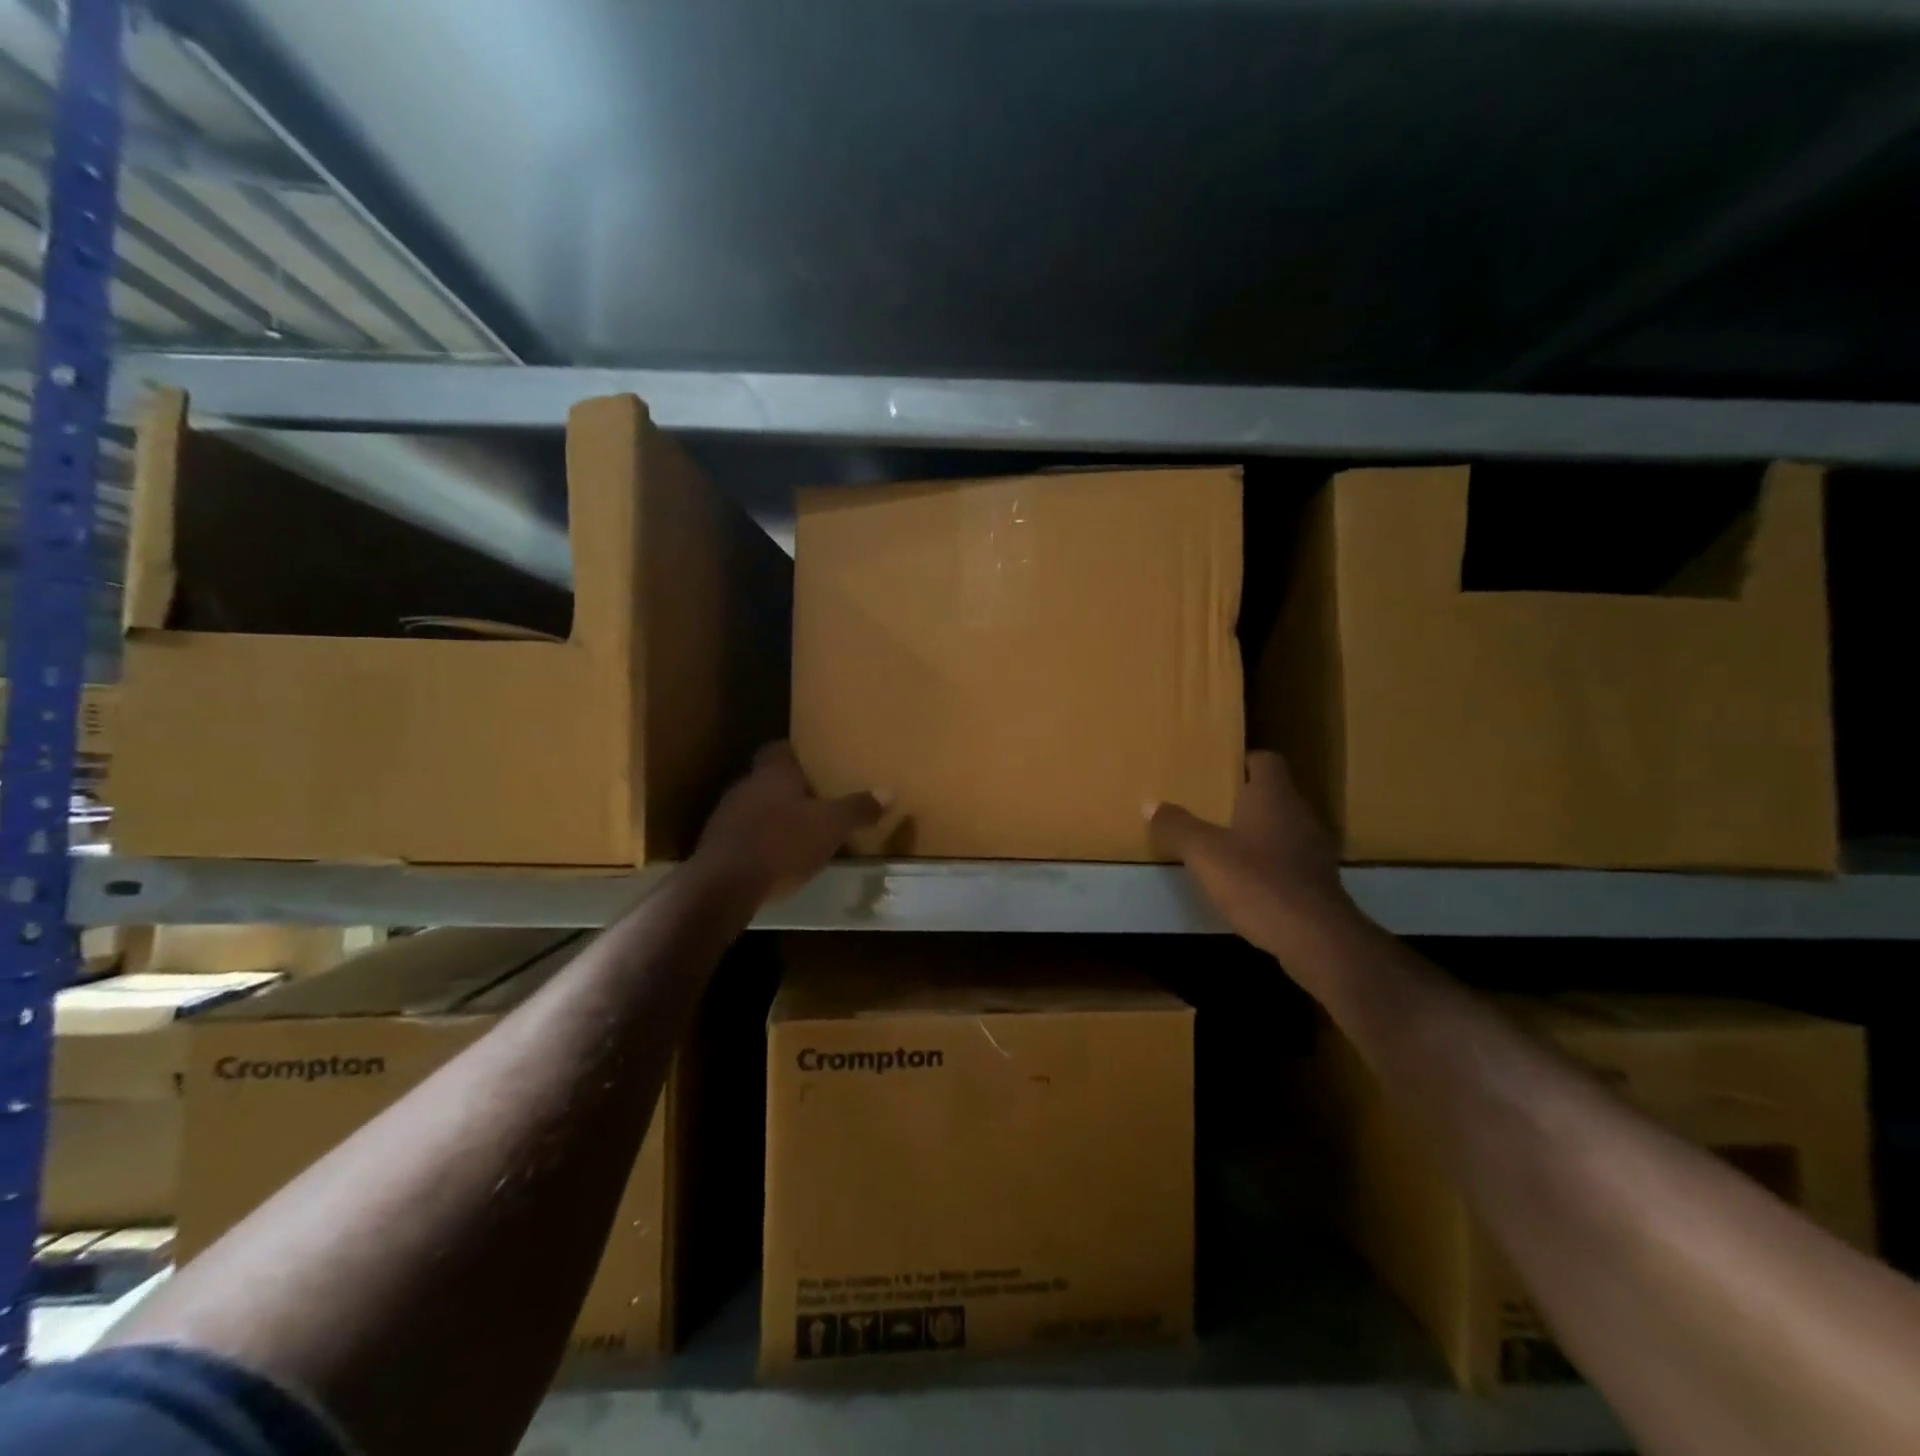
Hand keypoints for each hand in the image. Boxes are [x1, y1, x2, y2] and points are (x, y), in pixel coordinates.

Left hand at [693, 742, 883, 902]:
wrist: (724, 884)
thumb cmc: (782, 844)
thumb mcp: (831, 827)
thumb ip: (858, 808)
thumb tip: (888, 791)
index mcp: (774, 772)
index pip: (781, 749)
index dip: (798, 755)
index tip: (817, 765)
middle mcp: (746, 785)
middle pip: (769, 779)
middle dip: (791, 790)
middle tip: (817, 803)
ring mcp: (725, 815)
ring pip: (755, 807)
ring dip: (774, 818)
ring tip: (799, 834)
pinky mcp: (715, 845)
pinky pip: (743, 835)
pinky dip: (759, 842)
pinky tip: (774, 859)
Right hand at [1148, 751, 1357, 955]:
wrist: (1316, 938)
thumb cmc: (1258, 882)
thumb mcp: (1205, 854)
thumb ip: (1177, 826)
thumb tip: (1150, 803)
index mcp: (1274, 796)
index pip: (1265, 760)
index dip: (1242, 763)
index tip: (1216, 773)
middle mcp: (1300, 813)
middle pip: (1273, 794)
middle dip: (1244, 799)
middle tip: (1209, 808)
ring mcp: (1314, 848)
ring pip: (1282, 827)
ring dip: (1257, 833)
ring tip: (1224, 845)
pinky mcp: (1319, 881)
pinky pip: (1290, 859)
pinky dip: (1270, 863)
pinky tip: (1248, 881)